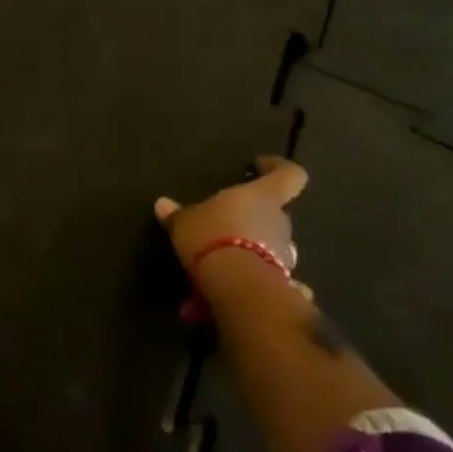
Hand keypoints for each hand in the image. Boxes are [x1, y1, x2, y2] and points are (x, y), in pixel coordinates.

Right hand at [154, 155, 307, 278]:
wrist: (237, 284)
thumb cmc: (212, 235)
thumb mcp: (185, 222)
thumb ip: (177, 214)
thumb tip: (162, 204)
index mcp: (263, 196)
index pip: (290, 175)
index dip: (278, 168)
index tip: (261, 166)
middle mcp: (280, 221)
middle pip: (274, 212)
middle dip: (253, 216)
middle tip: (225, 222)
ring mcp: (284, 253)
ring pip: (269, 242)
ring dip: (250, 245)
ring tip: (220, 256)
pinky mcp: (281, 280)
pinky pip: (263, 270)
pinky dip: (248, 272)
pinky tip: (225, 282)